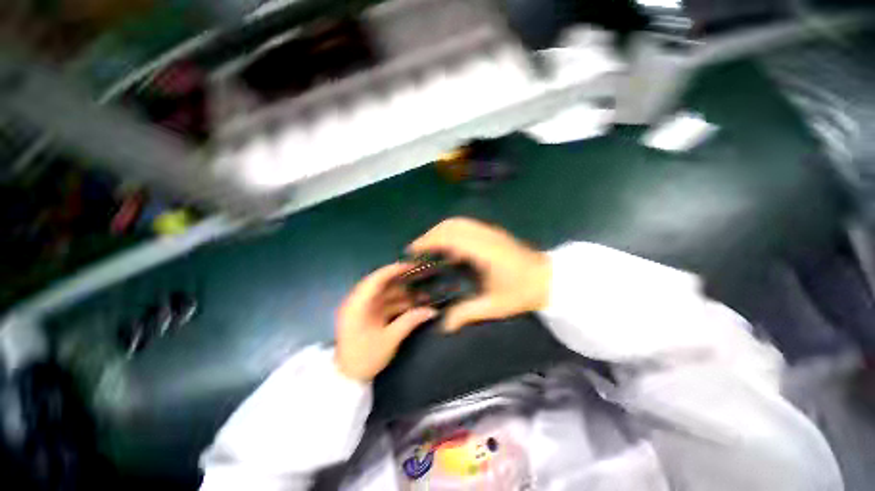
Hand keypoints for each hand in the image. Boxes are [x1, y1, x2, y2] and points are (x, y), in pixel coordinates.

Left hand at [335, 263, 437, 381]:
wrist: (347, 379)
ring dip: (403, 294)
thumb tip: (432, 311)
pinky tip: (414, 305)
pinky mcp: (368, 316)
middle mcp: (358, 302)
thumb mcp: (389, 340)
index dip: (394, 270)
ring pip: (386, 295)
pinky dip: (399, 304)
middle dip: (403, 281)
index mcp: (358, 305)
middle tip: (422, 277)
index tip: (412, 266)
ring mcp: (363, 309)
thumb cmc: (364, 358)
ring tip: (423, 294)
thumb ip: (410, 321)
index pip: (376, 279)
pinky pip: (385, 304)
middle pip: (382, 284)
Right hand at [409, 217, 550, 331]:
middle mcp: (485, 235)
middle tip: (419, 250)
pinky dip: (453, 231)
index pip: (449, 237)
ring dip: (441, 231)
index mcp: (483, 251)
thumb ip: (466, 314)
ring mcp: (490, 231)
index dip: (428, 241)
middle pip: (451, 224)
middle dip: (431, 234)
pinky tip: (451, 247)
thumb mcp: (494, 307)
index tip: (413, 250)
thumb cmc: (523, 292)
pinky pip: (467, 225)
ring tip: (431, 247)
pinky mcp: (494, 232)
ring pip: (459, 222)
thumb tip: (443, 327)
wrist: (550, 279)